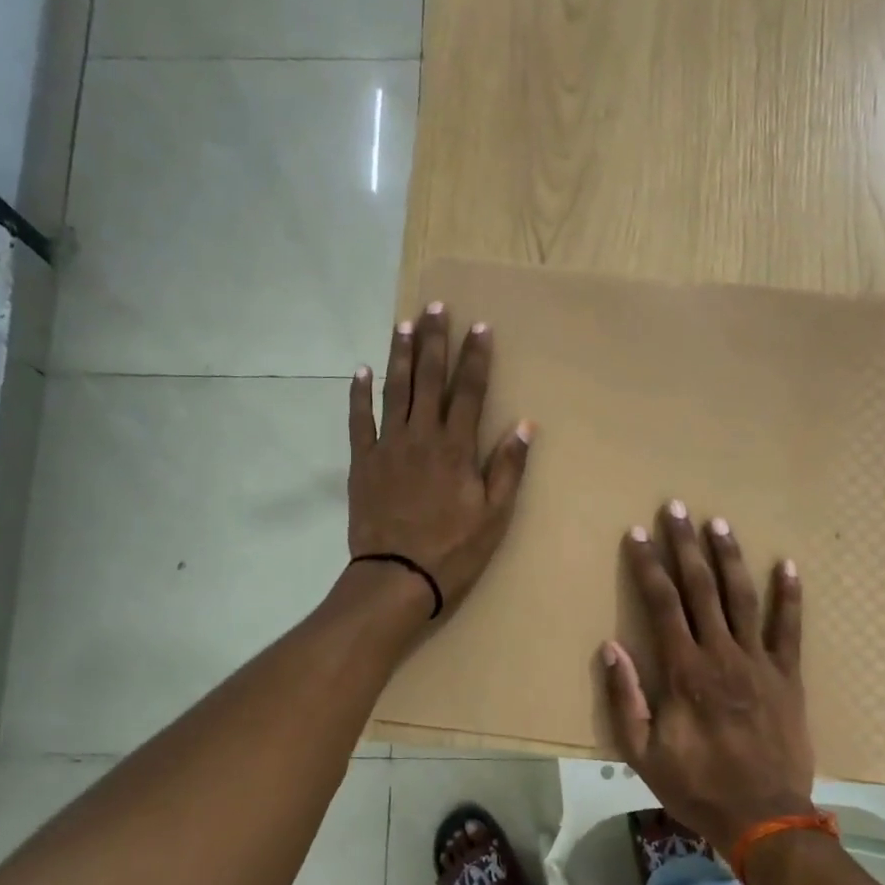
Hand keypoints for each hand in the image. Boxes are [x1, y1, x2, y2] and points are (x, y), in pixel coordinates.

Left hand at [347, 302, 532, 619]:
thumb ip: (507, 467)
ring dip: (400, 355)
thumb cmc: (453, 550)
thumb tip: (525, 425)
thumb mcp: (494, 515)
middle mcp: (422, 436)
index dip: (476, 357)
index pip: (470, 391)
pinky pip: (359, 420)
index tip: (479, 326)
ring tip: (403, 324)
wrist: (397, 576)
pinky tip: (361, 371)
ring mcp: (388, 446)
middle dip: (435, 341)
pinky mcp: (363, 462)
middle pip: (429, 379)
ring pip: (395, 390)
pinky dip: (359, 394)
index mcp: (456, 448)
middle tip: (436, 308)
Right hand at [601, 503, 813, 856]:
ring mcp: (758, 662)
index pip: (661, 604)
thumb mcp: (642, 753)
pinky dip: (790, 596)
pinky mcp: (787, 676)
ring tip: (719, 524)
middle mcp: (721, 654)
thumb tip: (610, 647)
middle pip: (700, 588)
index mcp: (684, 671)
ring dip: (729, 558)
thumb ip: (625, 698)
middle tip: (676, 508)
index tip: (638, 533)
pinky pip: (790, 629)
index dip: (648, 565)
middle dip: (685, 545)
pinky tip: (788, 566)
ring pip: (742, 598)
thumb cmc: (696, 785)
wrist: (764, 818)